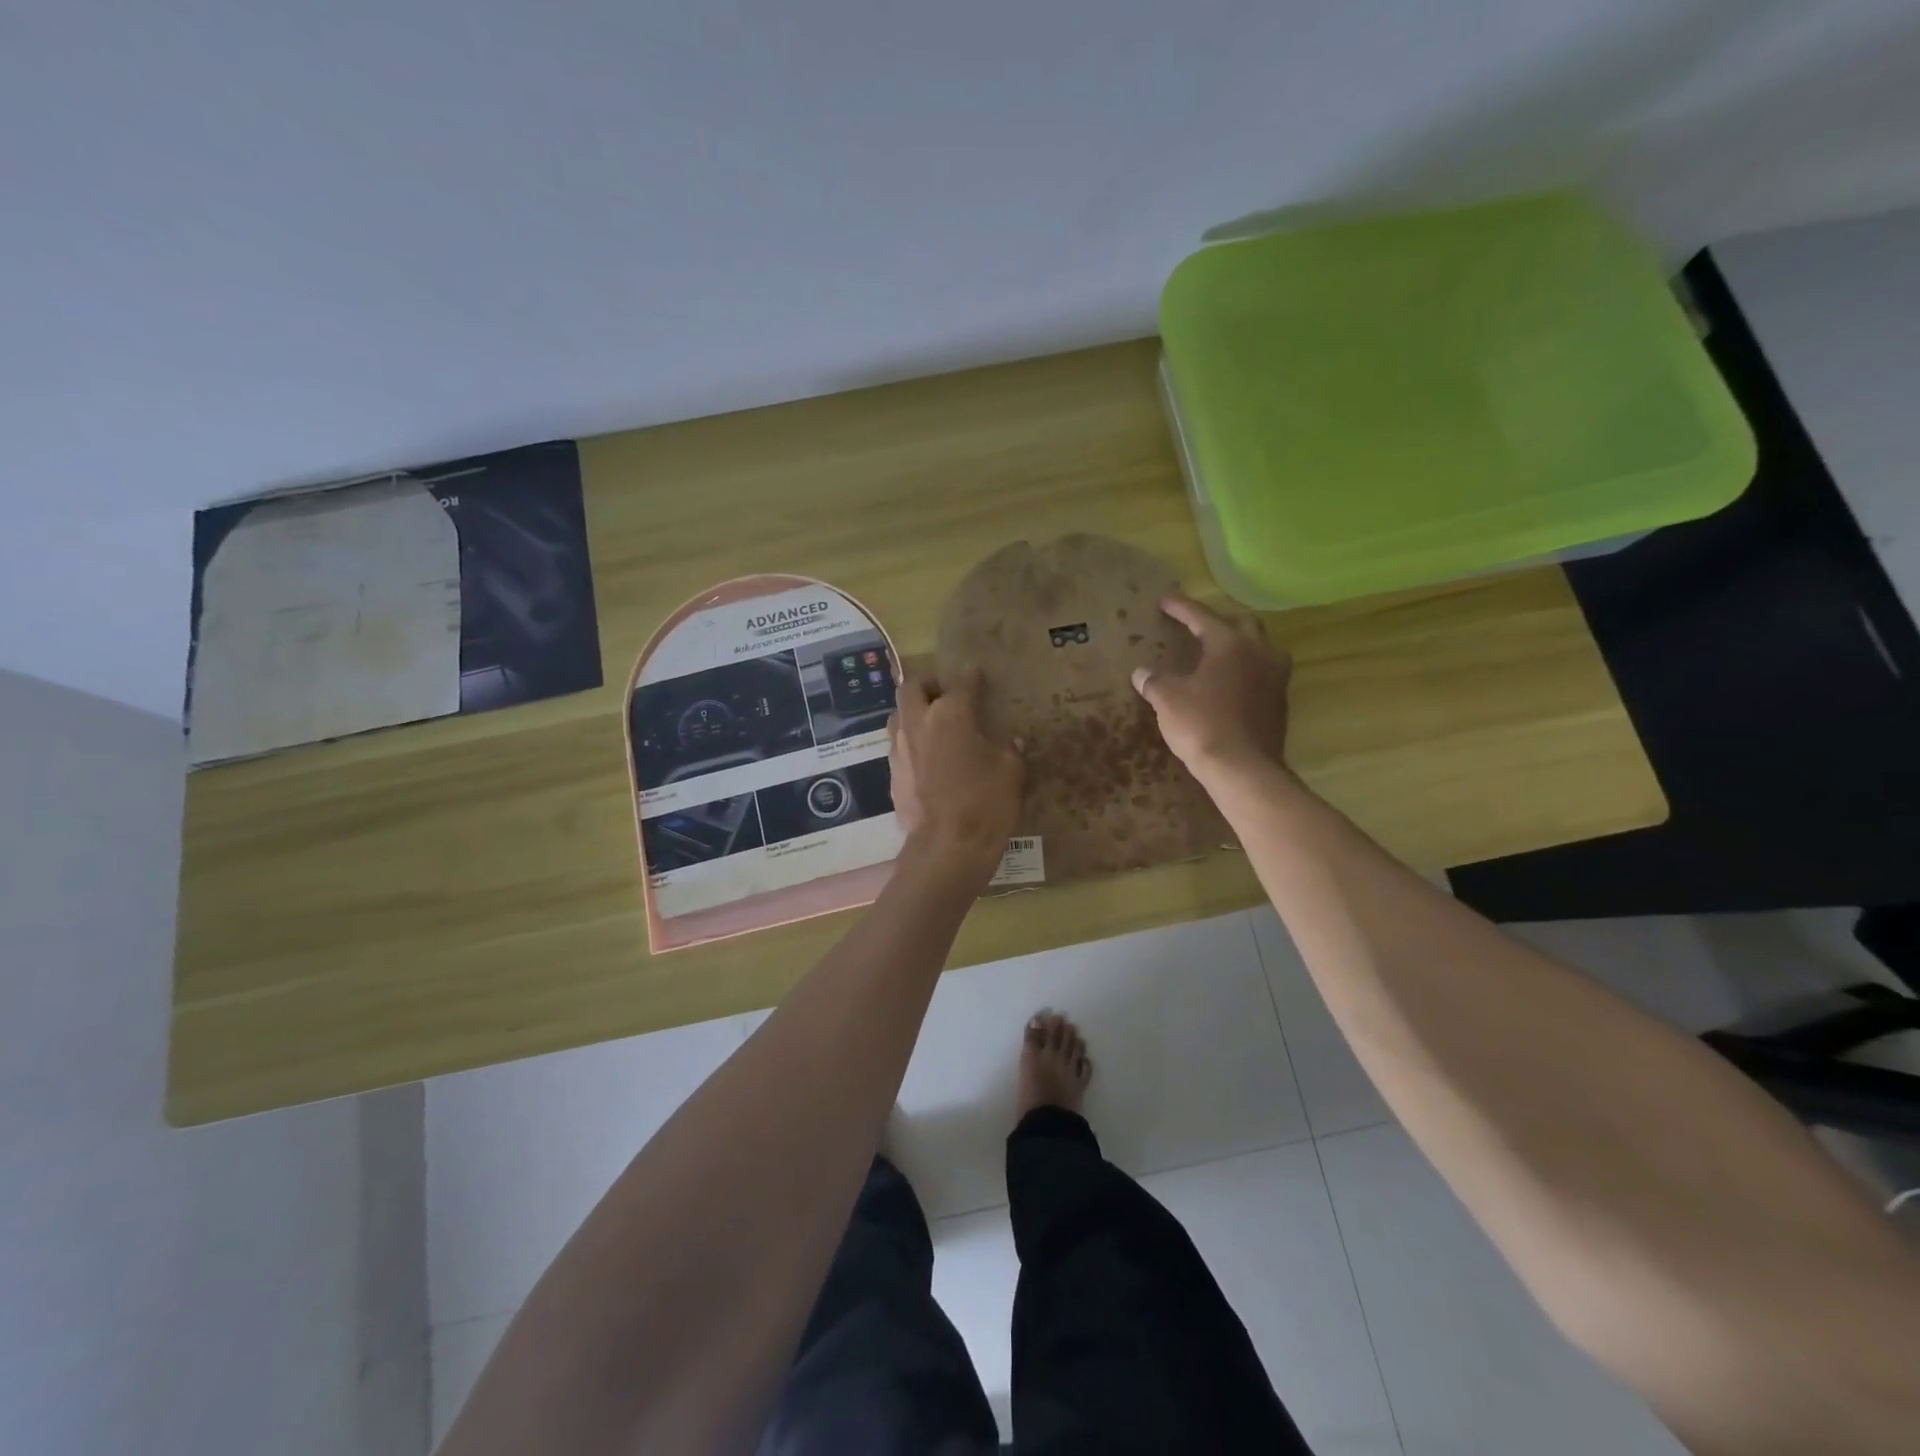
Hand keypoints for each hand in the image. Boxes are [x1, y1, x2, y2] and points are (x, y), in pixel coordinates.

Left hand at [888, 668, 1023, 871]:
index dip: (970, 676)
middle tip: (944, 695)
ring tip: (932, 726)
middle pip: (912, 687)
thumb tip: (1011, 743)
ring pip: (898, 716)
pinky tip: (928, 762)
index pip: (960, 682)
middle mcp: (918, 723)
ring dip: (913, 714)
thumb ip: (1009, 750)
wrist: (948, 847)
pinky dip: (912, 747)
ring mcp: (900, 750)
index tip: (976, 674)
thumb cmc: (986, 802)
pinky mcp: (892, 775)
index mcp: (950, 714)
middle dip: (928, 685)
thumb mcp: (1011, 772)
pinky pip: (899, 749)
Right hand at [1130, 594, 1291, 777]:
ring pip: (1260, 648)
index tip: (1164, 599)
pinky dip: (1245, 671)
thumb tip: (1141, 673)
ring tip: (1217, 654)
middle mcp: (1259, 652)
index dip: (1180, 607)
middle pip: (1242, 624)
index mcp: (1230, 643)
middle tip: (1197, 628)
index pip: (1201, 616)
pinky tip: (1228, 684)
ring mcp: (1275, 677)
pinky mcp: (1280, 702)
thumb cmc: (1202, 724)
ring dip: (1239, 646)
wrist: (1243, 768)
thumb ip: (1154, 680)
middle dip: (1219, 622)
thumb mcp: (1167, 699)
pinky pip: (1263, 674)